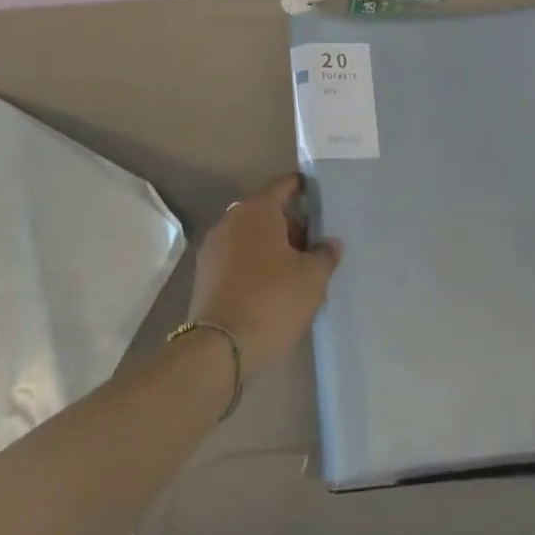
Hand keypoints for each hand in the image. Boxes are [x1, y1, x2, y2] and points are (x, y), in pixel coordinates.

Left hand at [188, 175, 340, 378]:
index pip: (283, 185)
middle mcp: (230, 220)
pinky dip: (254, 263)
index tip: (316, 192)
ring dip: (271, 246)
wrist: (219, 349)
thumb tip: (330, 243)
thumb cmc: (272, 301)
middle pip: (266, 211)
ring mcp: (213, 247)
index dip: (301, 187)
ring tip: (295, 271)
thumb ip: (325, 254)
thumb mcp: (312, 278)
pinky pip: (236, 257)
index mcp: (256, 210)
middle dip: (290, 225)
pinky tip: (271, 287)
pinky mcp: (204, 274)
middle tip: (313, 246)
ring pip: (250, 236)